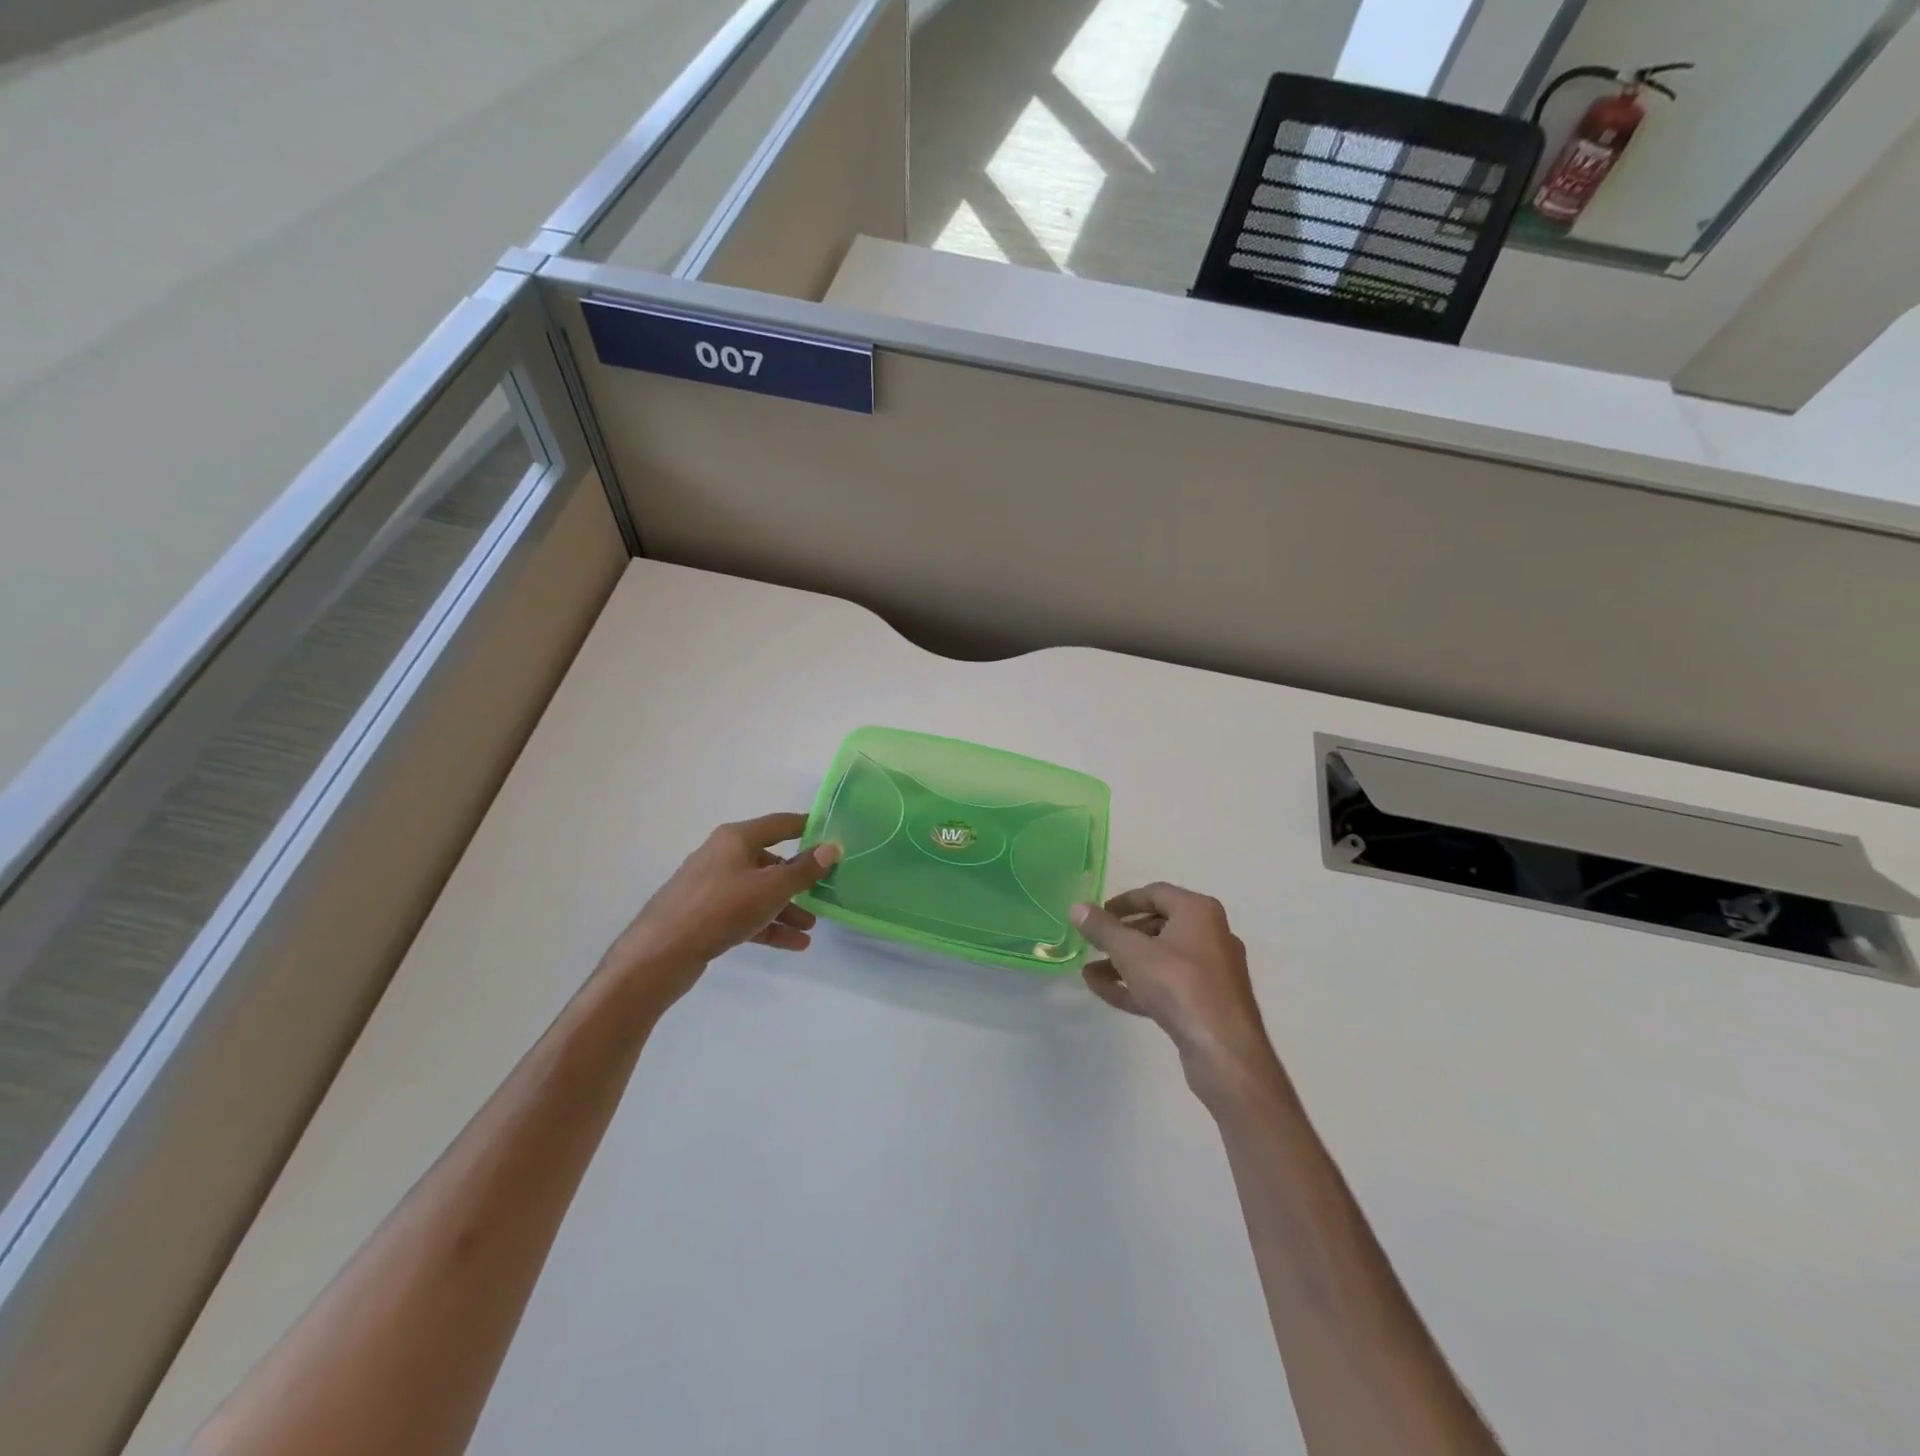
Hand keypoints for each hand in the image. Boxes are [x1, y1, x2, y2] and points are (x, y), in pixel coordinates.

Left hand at [596, 813, 840, 1013]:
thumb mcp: (771, 888)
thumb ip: (804, 869)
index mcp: (736, 838)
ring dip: (786, 908)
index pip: (779, 824)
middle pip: (770, 861)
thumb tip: (832, 847)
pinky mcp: (705, 915)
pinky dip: (767, 925)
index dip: (807, 827)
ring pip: (758, 892)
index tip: (831, 836)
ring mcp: (711, 887)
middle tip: (824, 893)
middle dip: (798, 880)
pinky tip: (793, 944)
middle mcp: (722, 856)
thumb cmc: (721, 908)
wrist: (661, 953)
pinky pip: (745, 914)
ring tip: (810, 928)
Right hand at [1073, 884, 1285, 1104]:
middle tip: (1094, 945)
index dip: (1122, 902)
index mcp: (1198, 911)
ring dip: (1125, 964)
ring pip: (1161, 959)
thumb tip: (1077, 907)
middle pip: (1158, 926)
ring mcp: (1213, 971)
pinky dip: (1140, 985)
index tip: (1097, 916)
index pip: (1155, 893)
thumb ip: (1102, 929)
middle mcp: (1211, 934)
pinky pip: (1169, 984)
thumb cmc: (1178, 985)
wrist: (1224, 1050)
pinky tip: (1107, 993)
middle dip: (1121, 937)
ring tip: (1090, 974)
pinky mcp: (1209, 1001)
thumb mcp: (1131, 952)